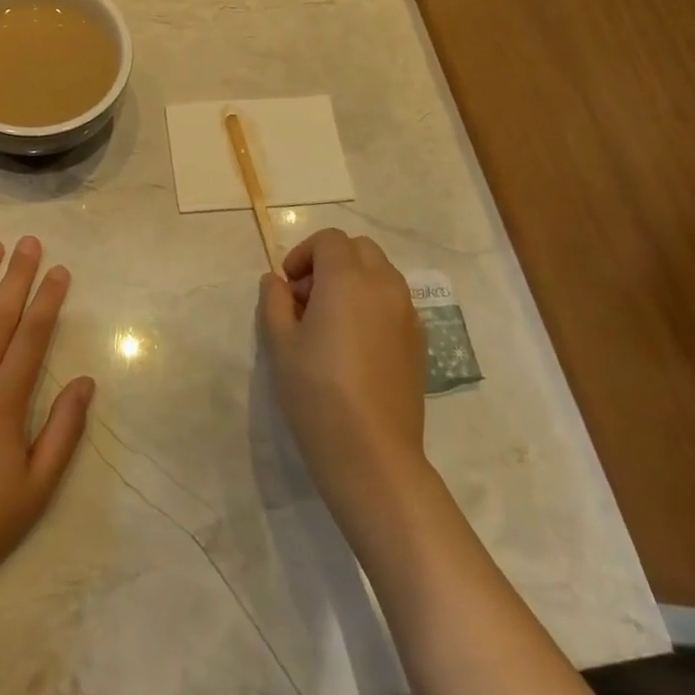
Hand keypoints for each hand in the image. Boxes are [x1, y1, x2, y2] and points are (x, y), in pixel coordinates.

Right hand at [259, 229, 426, 524]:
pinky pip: (395, 302)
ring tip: (330, 322)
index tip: (288, 286)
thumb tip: (276, 281)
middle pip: (359, 249)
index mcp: (347, 280)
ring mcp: (408, 313)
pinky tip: (355, 345)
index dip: (304, 254)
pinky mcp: (420, 341)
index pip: (329, 240)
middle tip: (307, 299)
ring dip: (354, 281)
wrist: (372, 453)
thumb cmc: (317, 394)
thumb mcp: (280, 345)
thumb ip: (275, 302)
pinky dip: (373, 304)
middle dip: (330, 262)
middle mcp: (384, 286)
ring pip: (381, 273)